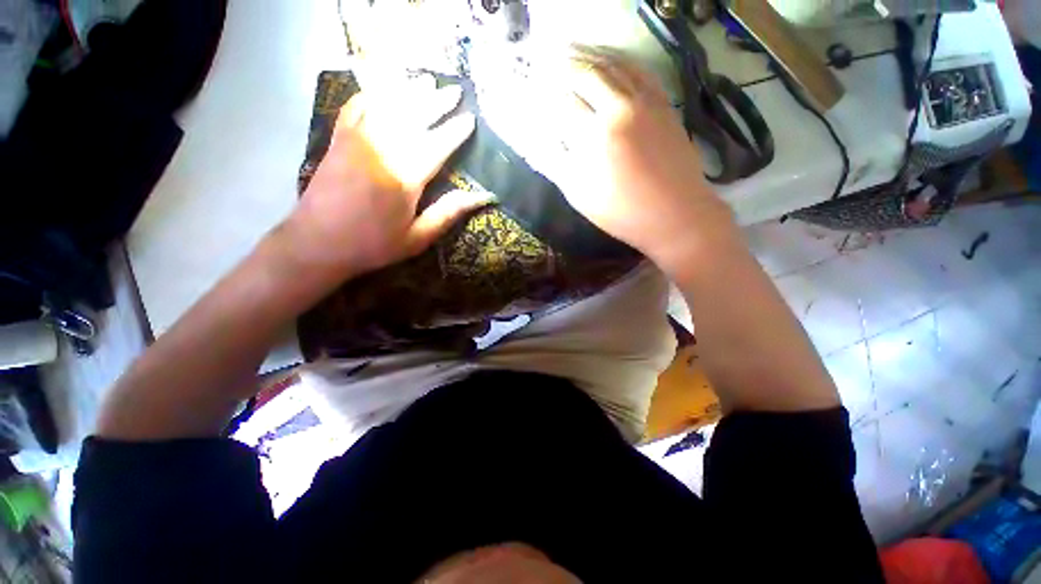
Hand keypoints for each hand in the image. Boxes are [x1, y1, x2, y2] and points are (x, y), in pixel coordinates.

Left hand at [281, 77, 489, 278]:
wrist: (317, 243)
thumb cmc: (373, 245)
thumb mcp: (418, 237)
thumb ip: (448, 213)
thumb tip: (482, 197)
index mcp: (405, 178)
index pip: (437, 145)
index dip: (455, 132)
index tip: (470, 119)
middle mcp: (382, 150)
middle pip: (414, 117)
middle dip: (436, 102)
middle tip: (455, 90)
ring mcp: (356, 141)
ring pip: (387, 106)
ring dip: (409, 91)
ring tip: (426, 81)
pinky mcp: (338, 140)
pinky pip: (355, 107)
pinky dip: (371, 95)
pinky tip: (382, 89)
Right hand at [522, 47, 734, 265]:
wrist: (676, 215)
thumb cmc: (622, 213)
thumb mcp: (580, 196)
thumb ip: (559, 163)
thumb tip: (545, 138)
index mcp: (595, 136)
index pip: (563, 101)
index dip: (545, 90)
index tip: (533, 83)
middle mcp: (620, 108)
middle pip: (587, 73)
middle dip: (564, 63)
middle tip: (547, 57)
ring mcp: (646, 103)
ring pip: (614, 66)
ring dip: (590, 54)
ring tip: (572, 49)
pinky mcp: (664, 105)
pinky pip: (641, 72)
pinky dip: (622, 61)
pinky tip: (612, 59)